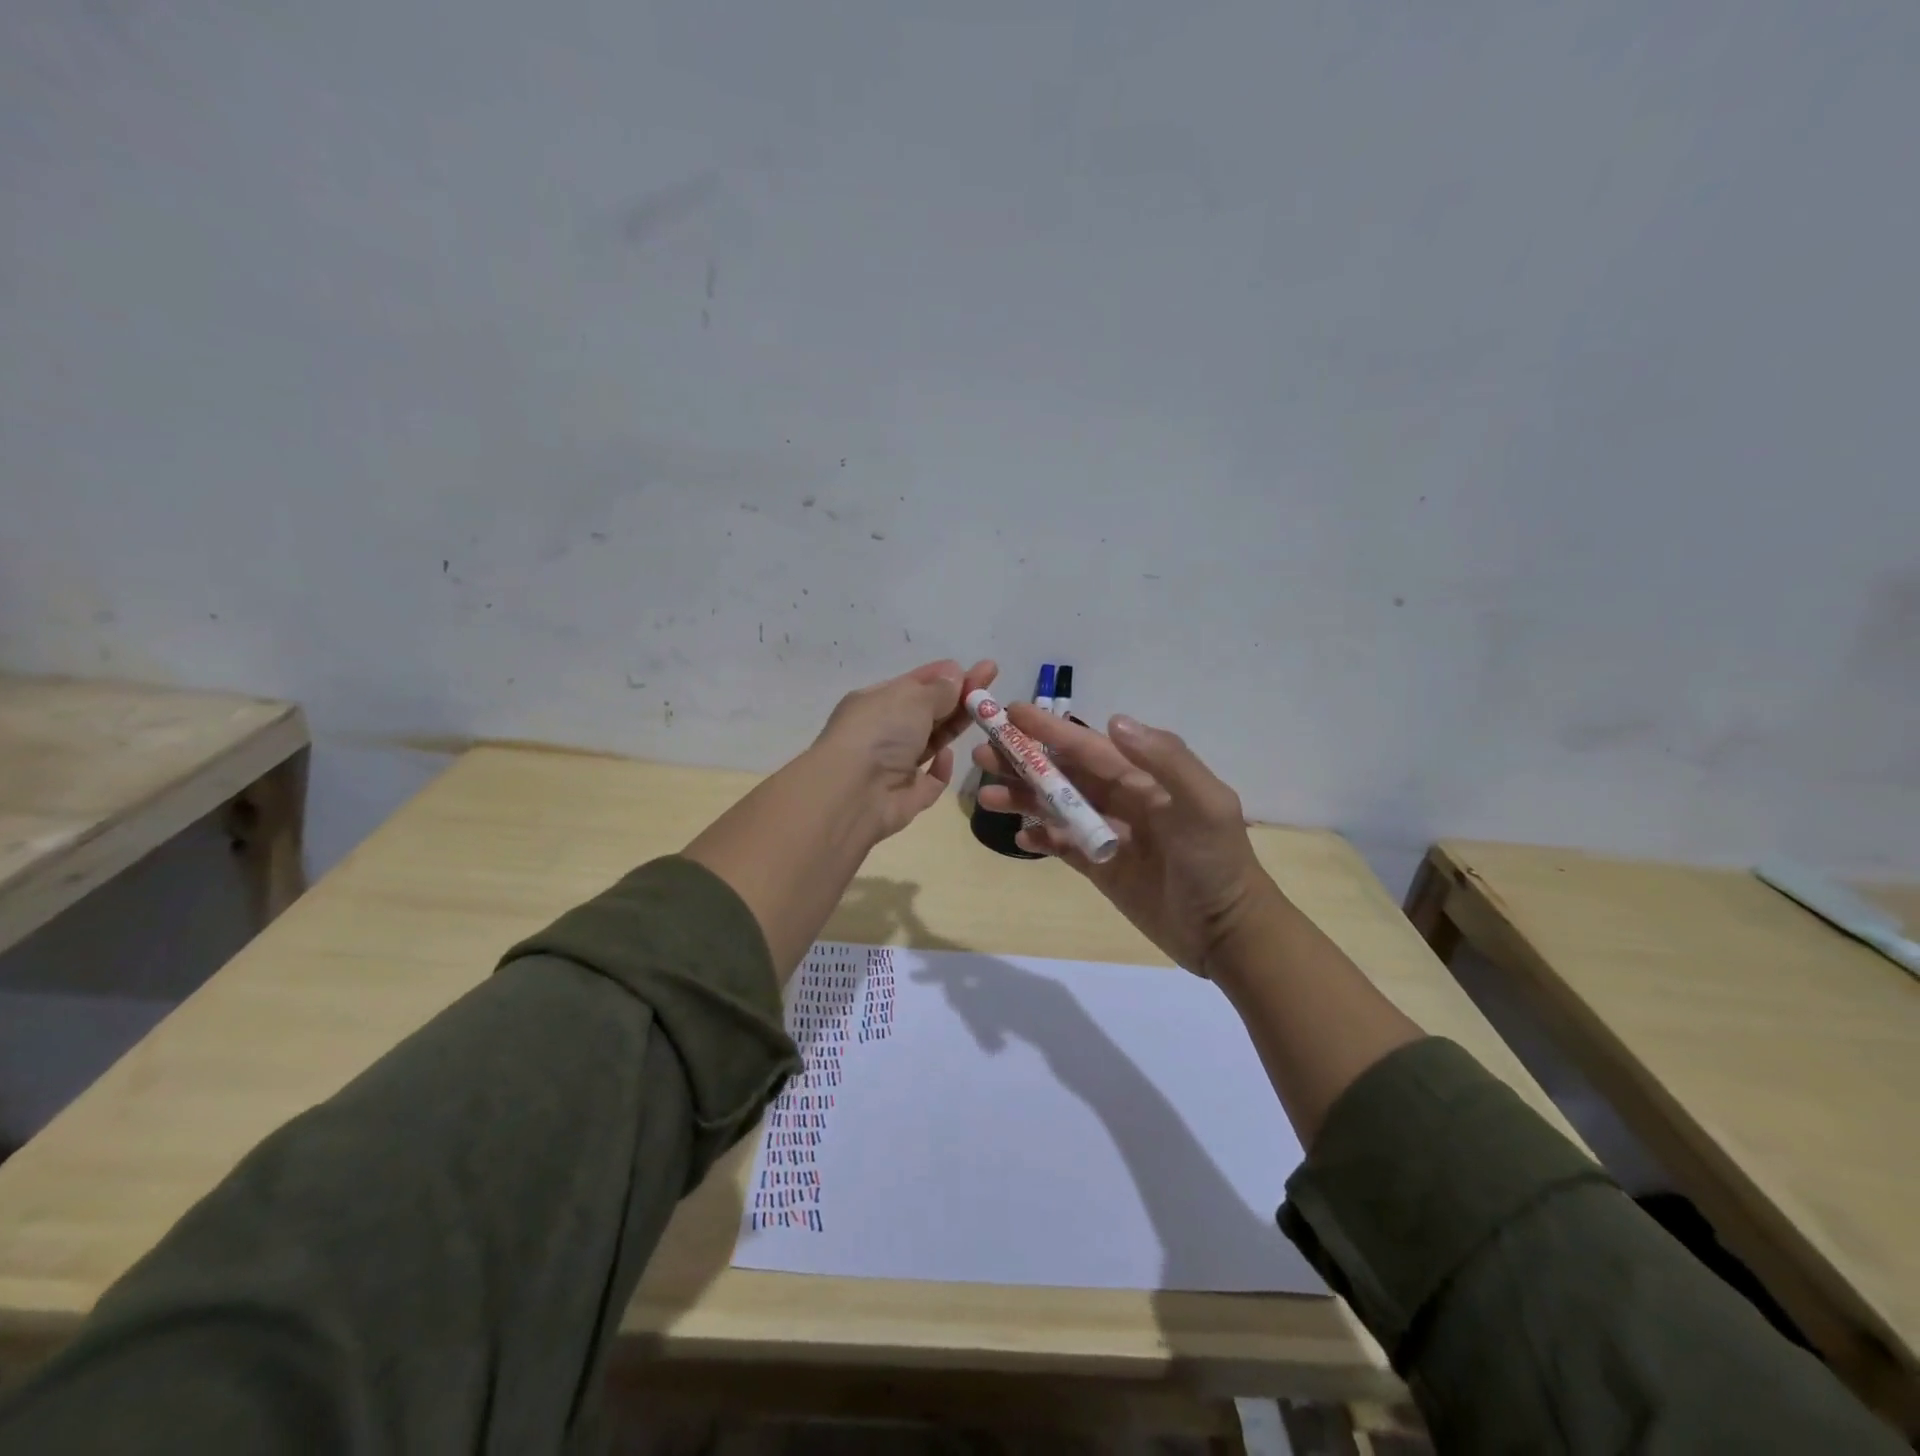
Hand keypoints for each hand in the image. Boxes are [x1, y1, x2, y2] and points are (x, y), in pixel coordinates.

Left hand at [814, 658, 997, 839]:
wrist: (852, 793)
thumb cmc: (879, 732)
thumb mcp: (912, 698)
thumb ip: (939, 689)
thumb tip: (955, 675)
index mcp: (876, 701)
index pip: (917, 683)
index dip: (948, 675)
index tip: (982, 669)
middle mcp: (884, 731)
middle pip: (928, 711)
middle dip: (959, 698)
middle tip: (993, 686)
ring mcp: (894, 765)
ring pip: (931, 742)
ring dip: (954, 728)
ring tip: (988, 716)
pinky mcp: (906, 796)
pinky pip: (930, 780)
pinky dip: (941, 768)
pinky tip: (949, 756)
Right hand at [973, 711, 1276, 974]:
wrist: (1227, 933)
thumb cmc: (1216, 864)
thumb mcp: (1205, 805)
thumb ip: (1166, 760)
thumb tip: (1112, 721)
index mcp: (1144, 778)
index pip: (1088, 747)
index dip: (1050, 730)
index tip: (1011, 714)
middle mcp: (1121, 799)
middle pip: (1064, 773)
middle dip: (1023, 761)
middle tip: (982, 754)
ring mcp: (1108, 834)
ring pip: (1056, 807)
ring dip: (1022, 798)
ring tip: (986, 796)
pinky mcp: (1101, 868)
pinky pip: (1062, 845)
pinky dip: (1039, 838)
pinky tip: (1017, 837)